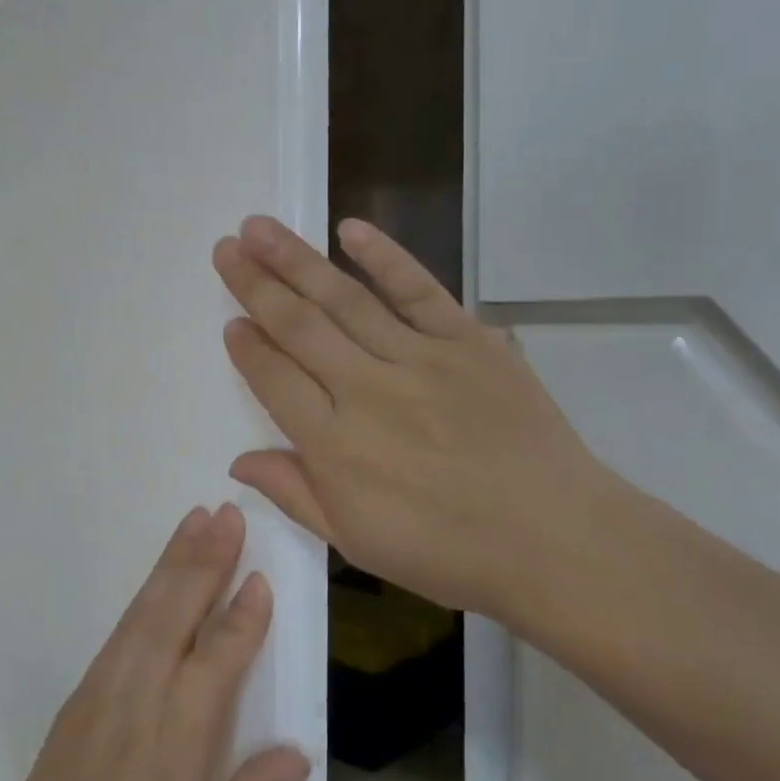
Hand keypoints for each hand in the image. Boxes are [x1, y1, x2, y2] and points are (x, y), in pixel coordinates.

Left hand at [0, 504, 310, 780]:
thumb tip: (298, 753)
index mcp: (176, 745)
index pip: (217, 663)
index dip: (242, 619)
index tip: (261, 578)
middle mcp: (141, 700)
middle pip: (178, 616)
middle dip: (206, 561)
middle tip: (229, 514)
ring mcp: (107, 687)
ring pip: (148, 609)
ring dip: (176, 559)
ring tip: (199, 518)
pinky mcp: (87, 687)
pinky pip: (125, 624)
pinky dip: (148, 586)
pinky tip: (164, 568)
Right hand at [212, 215, 622, 622]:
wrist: (554, 538)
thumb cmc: (450, 552)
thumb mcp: (358, 542)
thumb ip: (296, 494)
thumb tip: (238, 461)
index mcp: (335, 446)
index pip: (275, 381)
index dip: (248, 349)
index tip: (230, 321)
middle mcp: (366, 391)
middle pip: (299, 327)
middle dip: (256, 285)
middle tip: (225, 248)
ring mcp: (419, 359)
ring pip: (345, 299)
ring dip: (297, 260)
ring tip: (258, 228)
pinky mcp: (468, 340)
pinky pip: (418, 289)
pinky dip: (384, 256)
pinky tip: (350, 229)